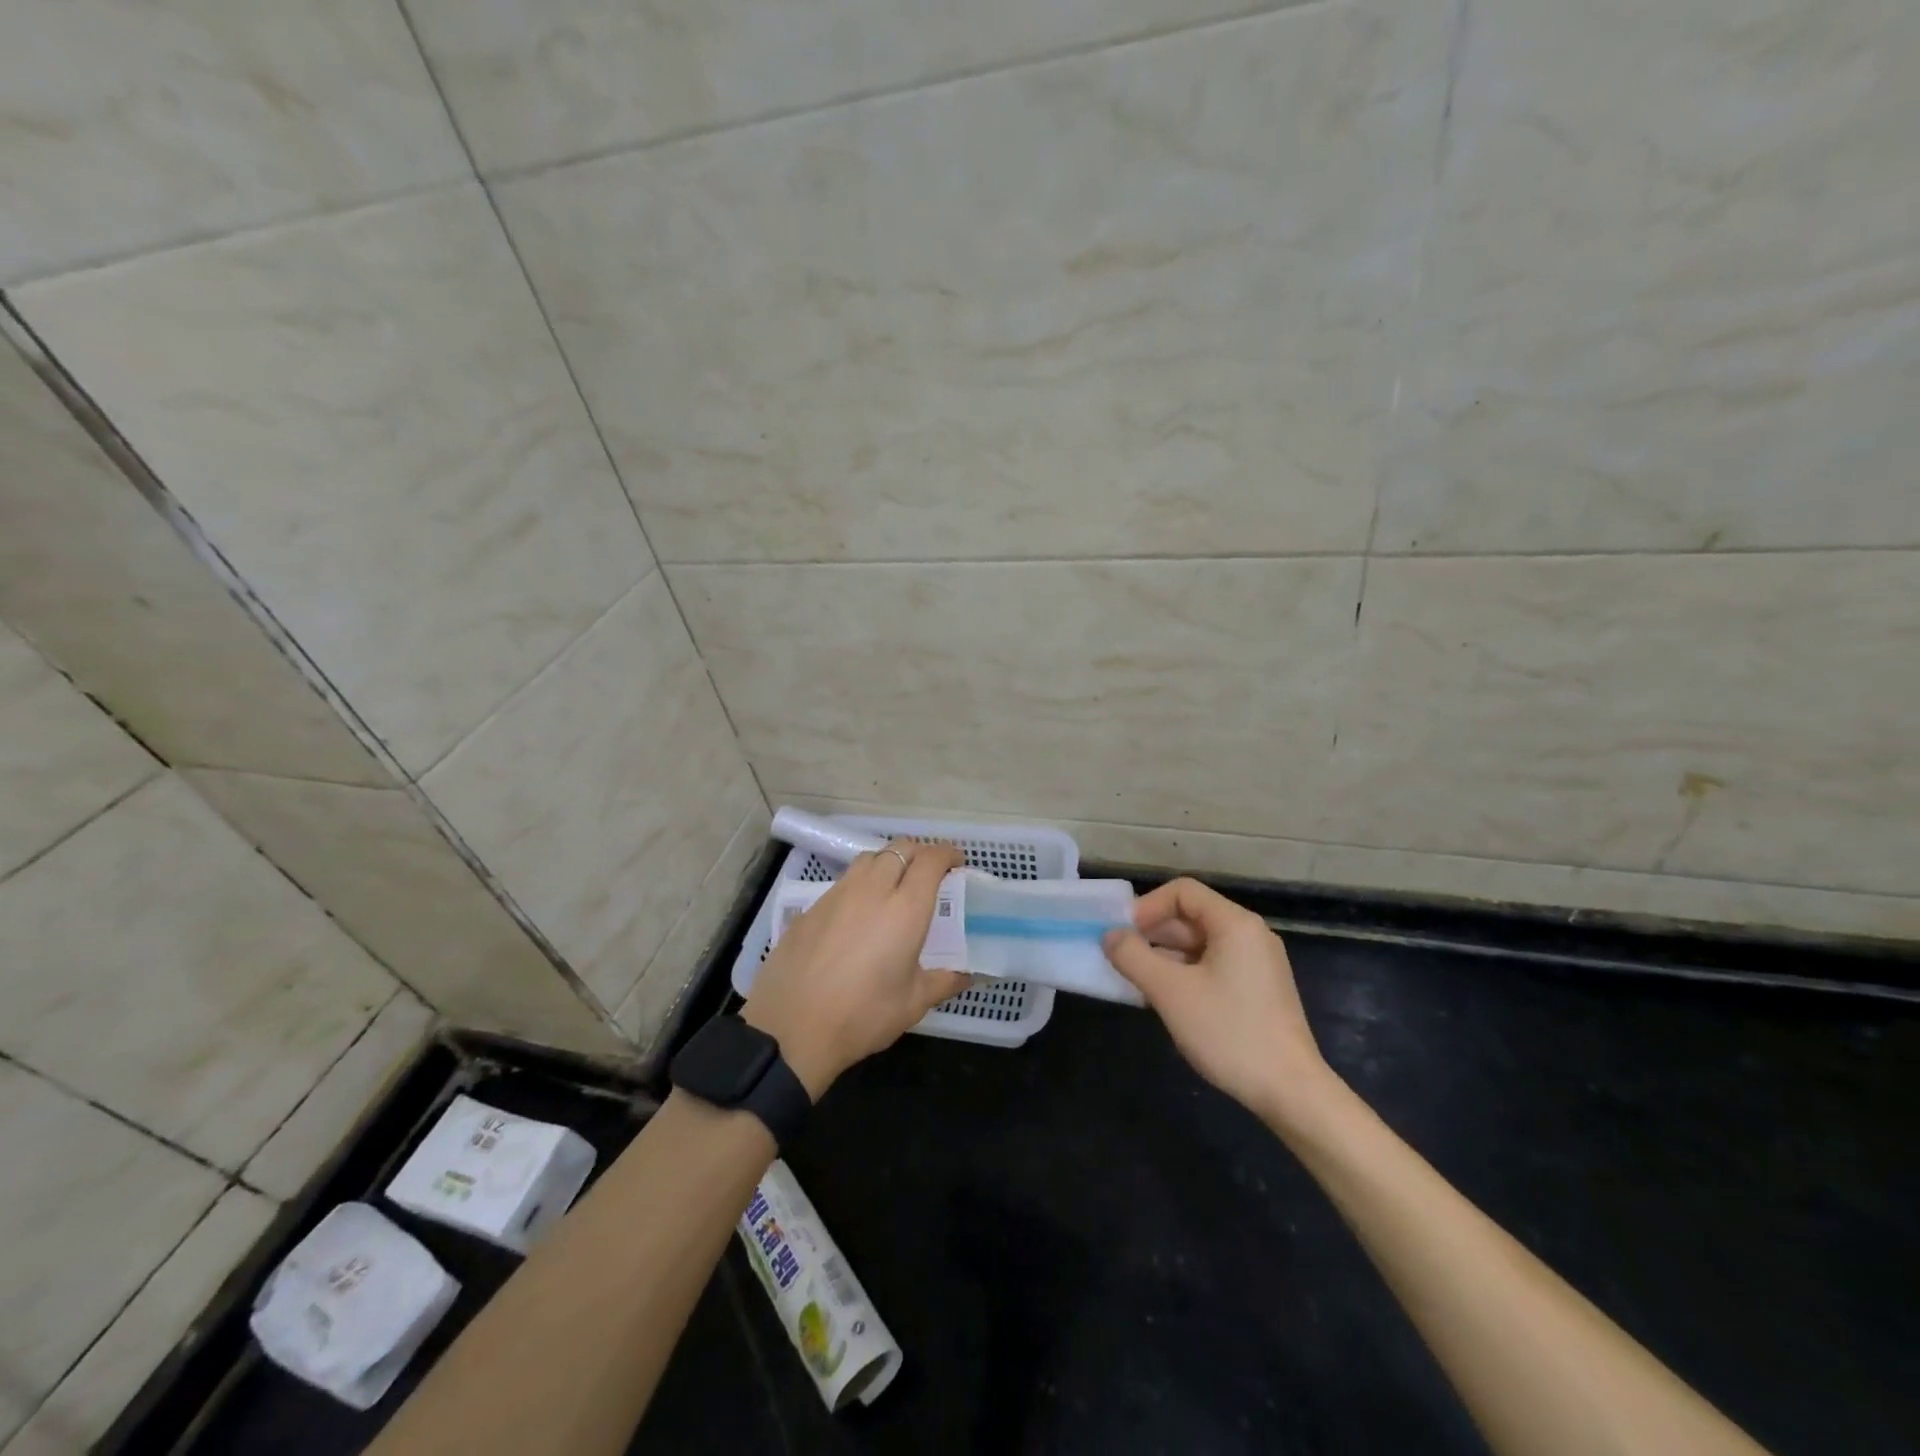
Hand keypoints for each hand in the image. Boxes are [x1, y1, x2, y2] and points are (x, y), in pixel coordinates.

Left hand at [743, 839, 970, 1098]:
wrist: (791, 1028)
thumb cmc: (862, 1015)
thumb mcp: (913, 1003)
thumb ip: (944, 981)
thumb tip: (967, 974)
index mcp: (905, 908)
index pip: (930, 860)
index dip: (947, 854)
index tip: (956, 863)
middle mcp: (872, 889)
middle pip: (900, 848)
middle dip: (919, 853)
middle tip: (928, 875)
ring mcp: (837, 895)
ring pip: (869, 859)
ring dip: (888, 862)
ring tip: (893, 887)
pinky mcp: (811, 907)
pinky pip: (843, 882)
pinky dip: (860, 884)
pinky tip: (858, 914)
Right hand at [1103, 878, 1337, 1128]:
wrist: (1291, 1092)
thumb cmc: (1229, 1032)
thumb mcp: (1170, 992)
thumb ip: (1133, 957)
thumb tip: (1110, 936)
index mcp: (1235, 924)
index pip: (1183, 892)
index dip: (1147, 906)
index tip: (1123, 934)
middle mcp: (1250, 935)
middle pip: (1191, 916)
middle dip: (1152, 933)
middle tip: (1121, 958)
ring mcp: (1257, 964)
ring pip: (1199, 944)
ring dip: (1164, 956)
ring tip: (1136, 981)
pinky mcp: (1257, 990)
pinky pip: (1212, 966)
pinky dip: (1184, 974)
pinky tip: (1164, 999)